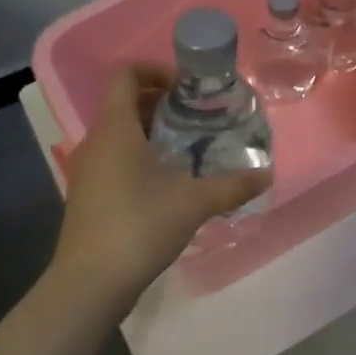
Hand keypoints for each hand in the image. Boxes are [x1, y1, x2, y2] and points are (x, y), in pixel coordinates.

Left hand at [48, 65, 272, 306]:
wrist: (90, 284)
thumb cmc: (138, 227)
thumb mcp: (193, 203)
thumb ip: (232, 185)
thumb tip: (266, 175)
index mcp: (116, 129)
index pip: (126, 76)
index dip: (155, 70)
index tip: (188, 87)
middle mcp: (97, 142)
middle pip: (126, 103)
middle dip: (163, 103)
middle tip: (199, 116)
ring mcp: (89, 170)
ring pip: (121, 133)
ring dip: (153, 131)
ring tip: (191, 147)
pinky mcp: (90, 195)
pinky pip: (116, 159)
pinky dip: (142, 156)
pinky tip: (170, 181)